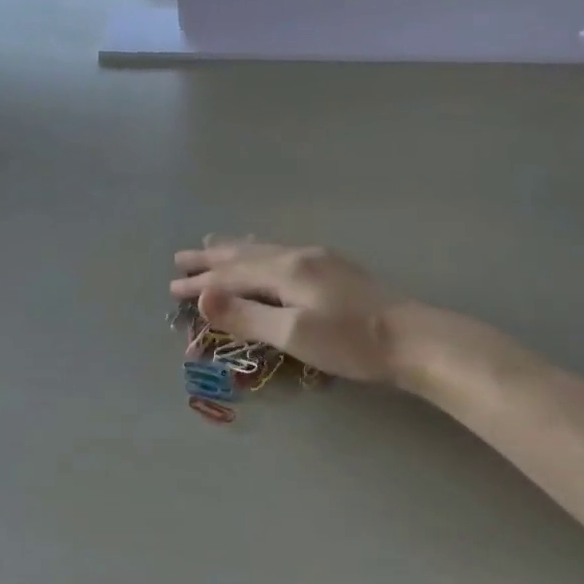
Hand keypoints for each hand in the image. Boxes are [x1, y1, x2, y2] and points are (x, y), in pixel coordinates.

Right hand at [170, 237, 404, 382]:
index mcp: (287, 270)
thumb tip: (202, 297)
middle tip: (181, 257)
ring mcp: (320, 259)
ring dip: (235, 249)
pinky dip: (261, 252)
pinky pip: (282, 252)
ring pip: (265, 250)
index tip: (171, 288)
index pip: (232, 275)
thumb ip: (246, 315)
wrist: (412, 339)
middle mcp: (299, 256)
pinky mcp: (334, 269)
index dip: (201, 283)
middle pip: (245, 254)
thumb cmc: (350, 342)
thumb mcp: (292, 334)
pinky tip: (269, 253)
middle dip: (212, 257)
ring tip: (214, 241)